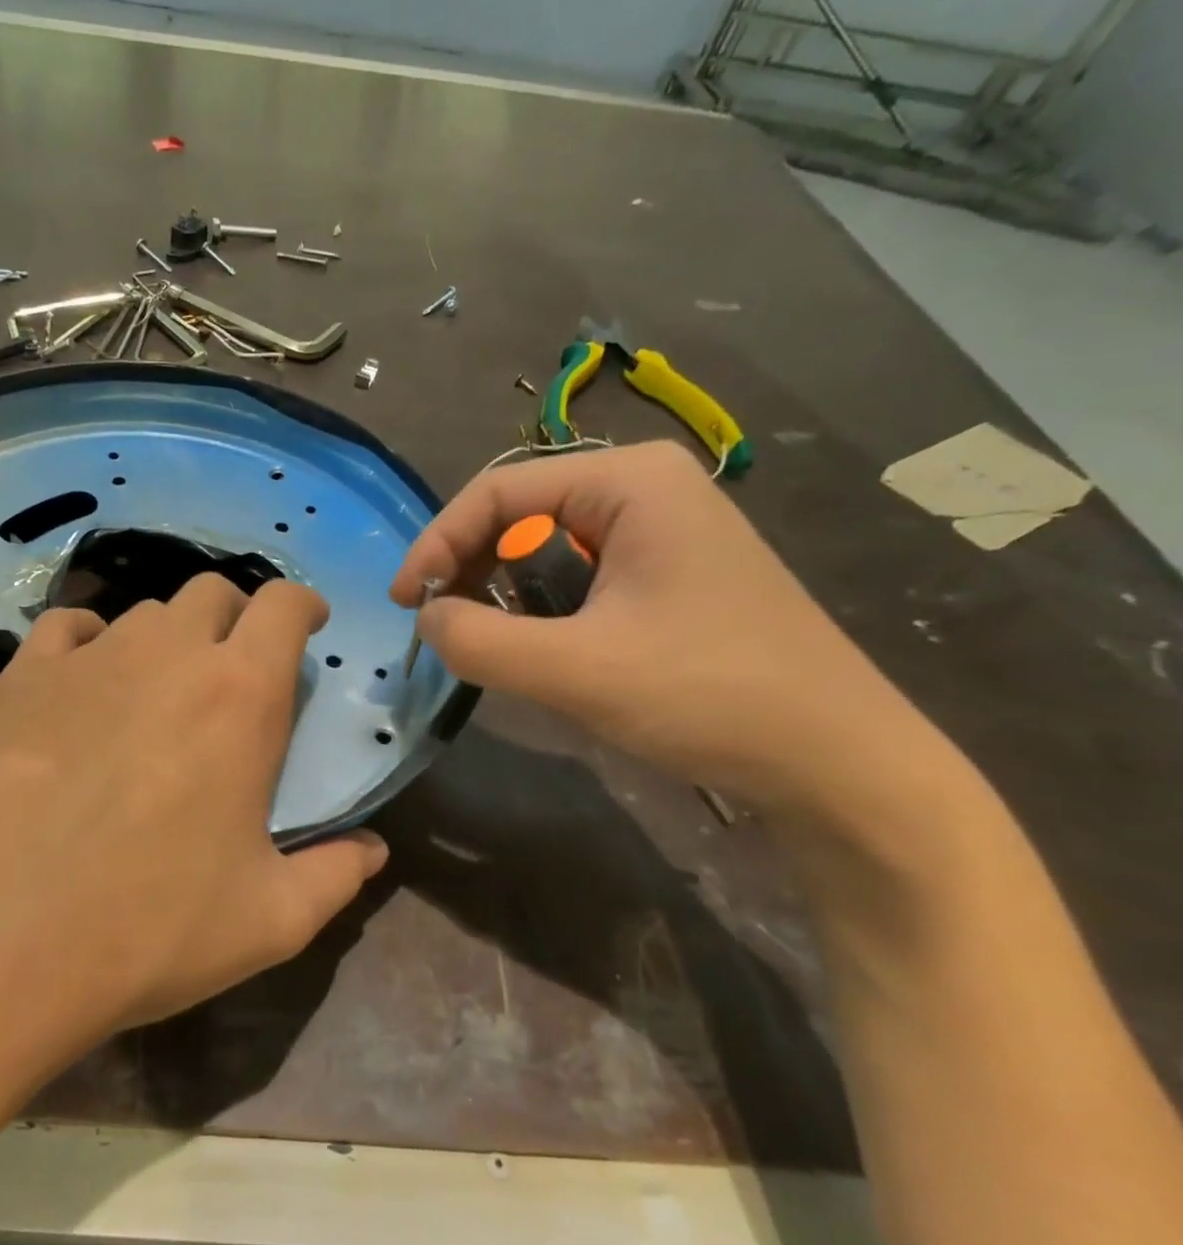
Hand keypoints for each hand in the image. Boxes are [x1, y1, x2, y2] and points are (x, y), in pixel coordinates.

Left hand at [0, 575, 387, 1083]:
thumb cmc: (146, 932)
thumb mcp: (268, 922)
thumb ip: (335, 876)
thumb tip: (372, 851)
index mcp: (238, 696)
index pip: (284, 605)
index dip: (303, 606)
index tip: (307, 628)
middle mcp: (165, 656)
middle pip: (212, 594)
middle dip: (234, 619)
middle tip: (231, 671)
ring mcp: (85, 660)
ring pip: (142, 612)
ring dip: (166, 638)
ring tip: (157, 690)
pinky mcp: (17, 679)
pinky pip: (65, 629)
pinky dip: (88, 642)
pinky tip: (82, 685)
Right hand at [390, 441, 947, 820]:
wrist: (839, 763)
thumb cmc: (711, 697)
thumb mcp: (575, 670)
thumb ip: (478, 640)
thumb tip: (428, 619)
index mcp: (630, 481)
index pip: (498, 491)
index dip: (438, 544)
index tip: (405, 604)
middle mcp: (646, 488)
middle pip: (520, 514)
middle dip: (472, 569)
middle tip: (442, 628)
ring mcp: (663, 530)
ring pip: (545, 550)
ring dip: (506, 597)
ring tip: (492, 646)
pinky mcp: (670, 574)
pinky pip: (578, 578)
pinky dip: (542, 612)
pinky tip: (545, 652)